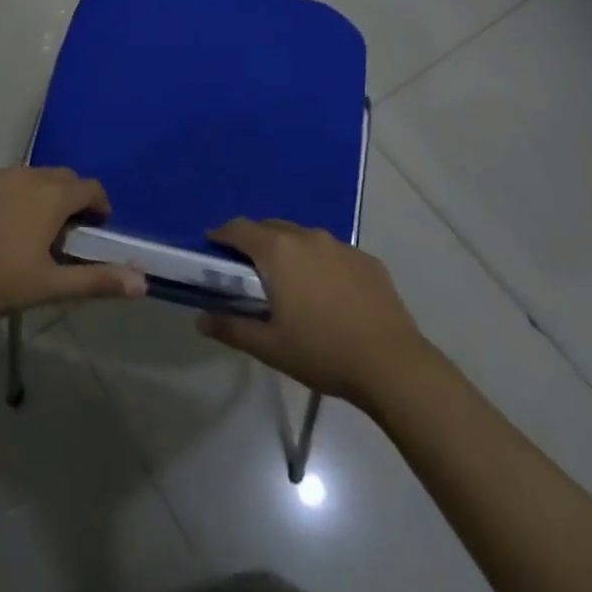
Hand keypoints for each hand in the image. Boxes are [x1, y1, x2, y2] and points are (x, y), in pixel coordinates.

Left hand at [0, 167, 146, 322]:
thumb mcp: (48, 287)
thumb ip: (96, 280)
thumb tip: (144, 282)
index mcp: (51, 196)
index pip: (90, 188)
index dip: (99, 206)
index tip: (95, 229)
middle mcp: (27, 174)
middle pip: (61, 177)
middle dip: (70, 198)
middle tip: (62, 232)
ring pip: (28, 177)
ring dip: (37, 195)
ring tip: (25, 230)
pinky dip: (5, 195)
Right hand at [196, 218, 432, 409]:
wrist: (391, 363)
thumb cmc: (321, 352)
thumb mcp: (269, 346)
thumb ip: (231, 328)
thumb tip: (200, 318)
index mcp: (278, 251)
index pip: (240, 228)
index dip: (222, 234)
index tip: (213, 246)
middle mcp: (308, 237)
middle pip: (271, 228)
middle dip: (255, 241)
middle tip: (248, 270)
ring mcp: (341, 245)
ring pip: (304, 238)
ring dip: (290, 251)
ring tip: (290, 282)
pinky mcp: (367, 260)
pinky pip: (333, 253)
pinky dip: (321, 264)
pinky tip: (327, 294)